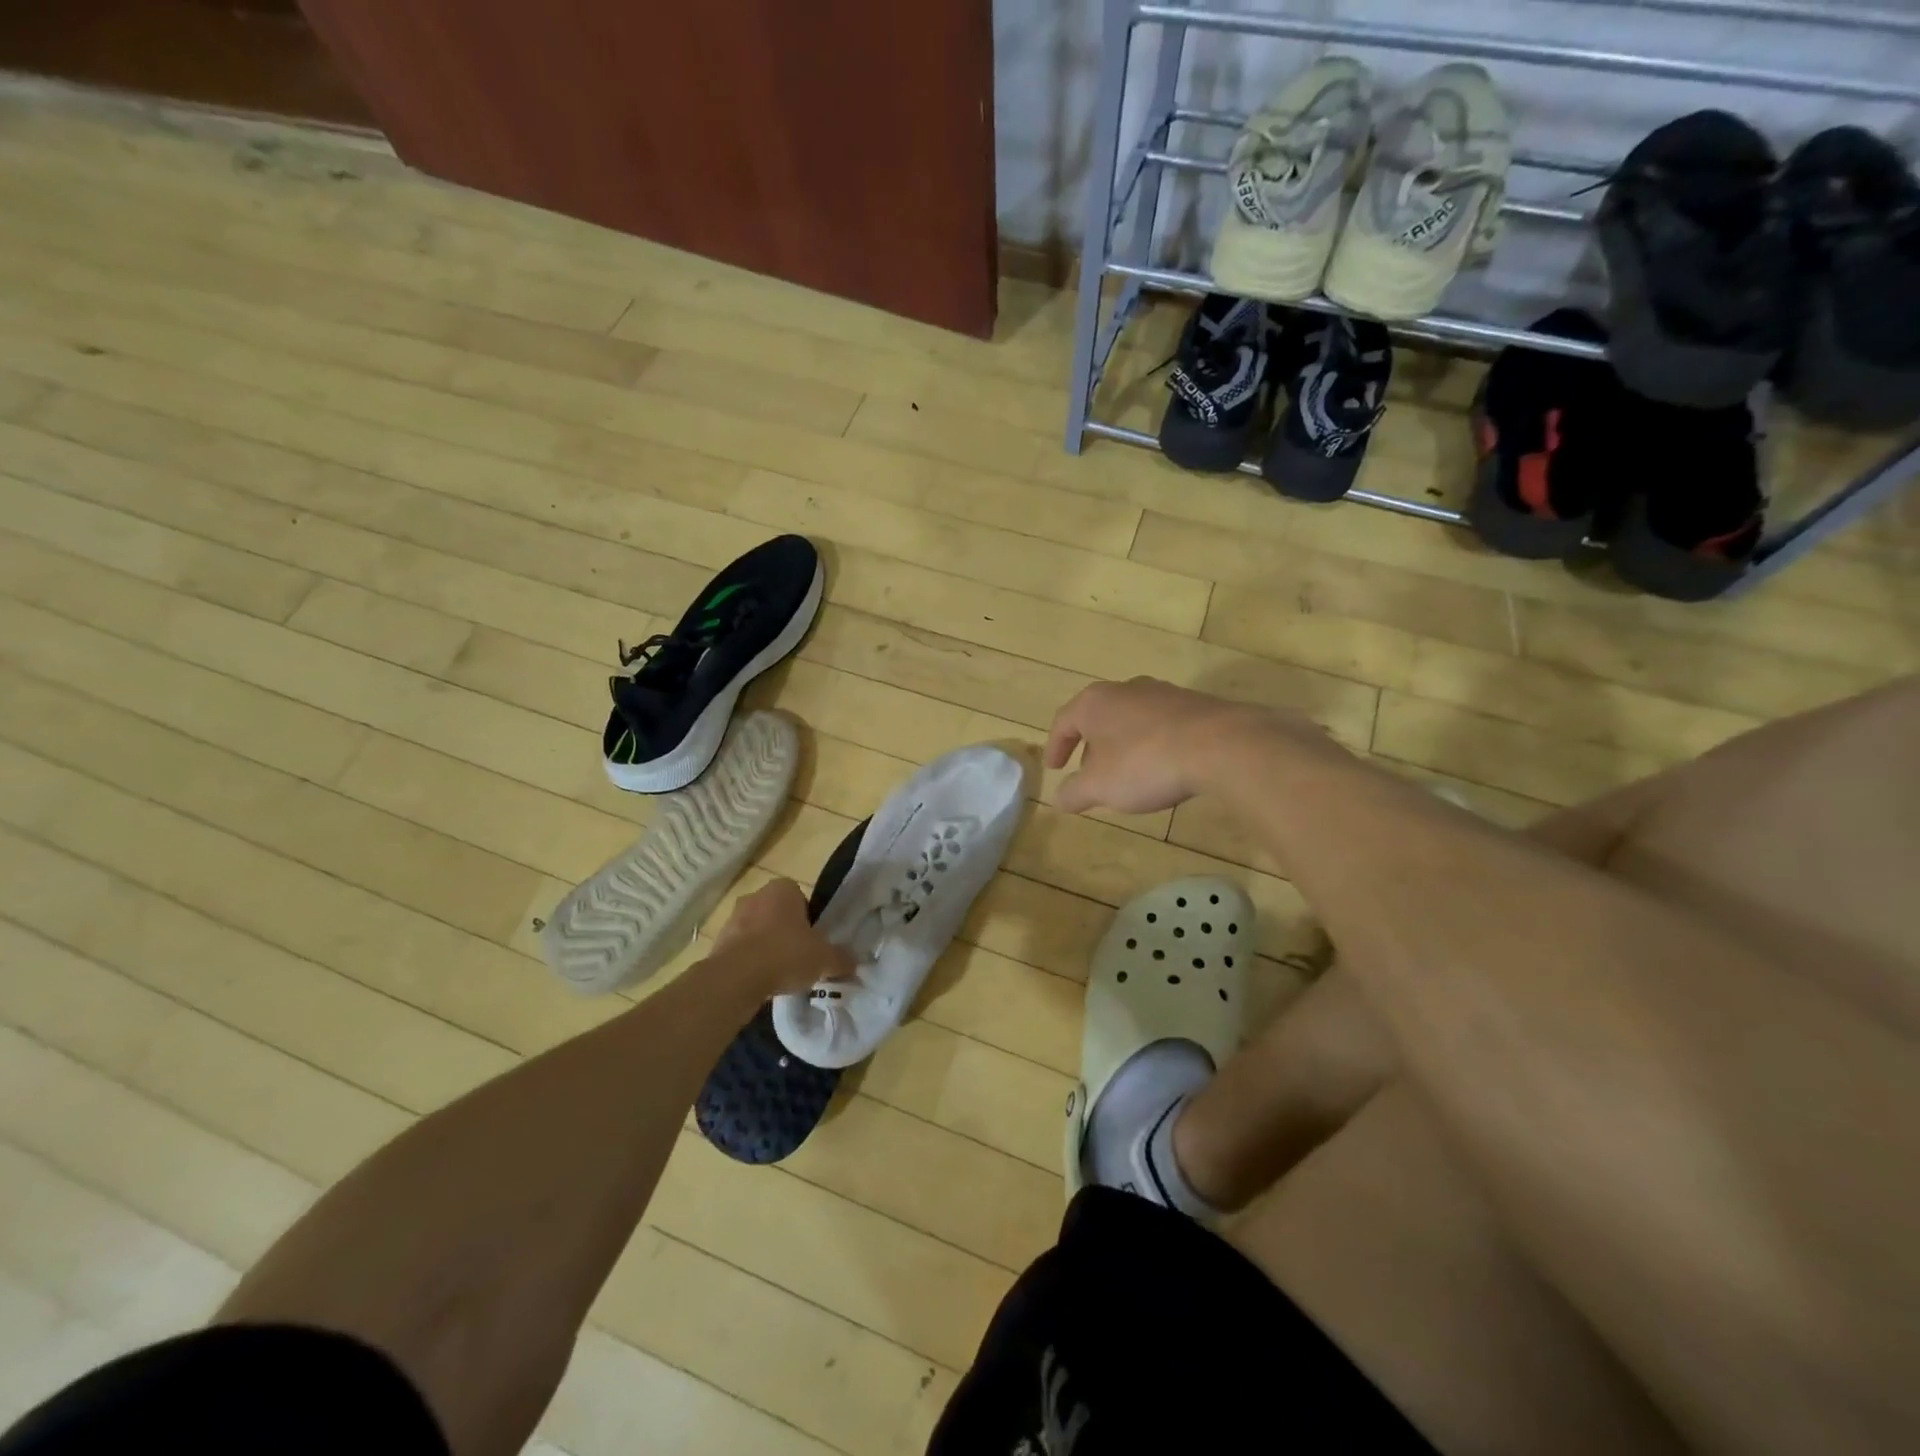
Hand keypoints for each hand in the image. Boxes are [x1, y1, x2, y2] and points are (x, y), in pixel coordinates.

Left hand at [709, 879, 853, 996]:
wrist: (736, 978)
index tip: (813, 941)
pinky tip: (759, 980)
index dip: (809, 920)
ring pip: (757, 929)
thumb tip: (854, 962)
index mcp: (783, 889)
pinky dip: (749, 960)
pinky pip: (740, 947)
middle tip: (798, 956)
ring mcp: (733, 917)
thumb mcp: (824, 959)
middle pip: (777, 913)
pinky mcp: (717, 940)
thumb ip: (841, 958)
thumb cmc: (785, 955)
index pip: (801, 898)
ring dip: (766, 945)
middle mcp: (756, 895)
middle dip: (786, 931)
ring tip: (778, 972)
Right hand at [1045, 677, 1298, 814]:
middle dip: (1090, 746)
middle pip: (1098, 716)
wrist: (1220, 746)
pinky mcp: (1195, 705)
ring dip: (1122, 745)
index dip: (1055, 746)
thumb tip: (1057, 799)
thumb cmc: (1145, 763)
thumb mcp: (1100, 786)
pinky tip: (1162, 767)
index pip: (1064, 721)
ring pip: (1131, 719)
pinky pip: (1162, 725)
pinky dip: (1152, 744)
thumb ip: (1074, 792)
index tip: (1054, 768)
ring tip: (1126, 773)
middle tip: (1089, 773)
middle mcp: (1126, 689)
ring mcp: (1163, 694)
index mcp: (1095, 702)